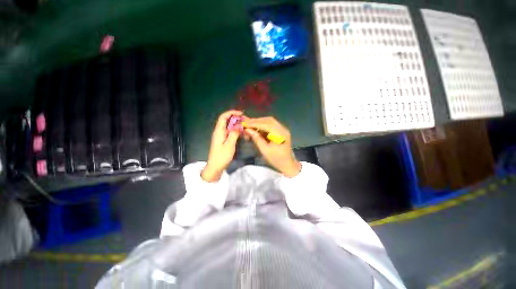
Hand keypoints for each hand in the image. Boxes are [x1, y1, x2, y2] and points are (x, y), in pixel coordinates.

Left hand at [201, 110, 242, 181]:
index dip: (231, 113)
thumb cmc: (222, 156)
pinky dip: (236, 131)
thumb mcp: (229, 145)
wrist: (215, 167)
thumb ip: (234, 134)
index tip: (241, 113)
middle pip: (226, 121)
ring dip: (237, 125)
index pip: (223, 117)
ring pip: (229, 127)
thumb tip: (239, 125)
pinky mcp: (223, 140)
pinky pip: (230, 132)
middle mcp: (219, 131)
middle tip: (245, 121)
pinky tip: (242, 134)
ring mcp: (221, 136)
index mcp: (219, 131)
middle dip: (236, 119)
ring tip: (245, 127)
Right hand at [244, 117, 300, 177]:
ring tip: (250, 125)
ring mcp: (283, 130)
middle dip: (257, 121)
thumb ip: (257, 139)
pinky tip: (257, 128)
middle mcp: (283, 129)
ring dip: (260, 122)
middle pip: (269, 120)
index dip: (255, 123)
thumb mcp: (265, 150)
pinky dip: (263, 125)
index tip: (245, 124)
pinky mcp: (281, 132)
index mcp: (280, 134)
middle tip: (247, 123)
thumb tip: (248, 130)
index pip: (266, 124)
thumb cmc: (276, 159)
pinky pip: (271, 125)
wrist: (288, 164)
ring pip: (270, 121)